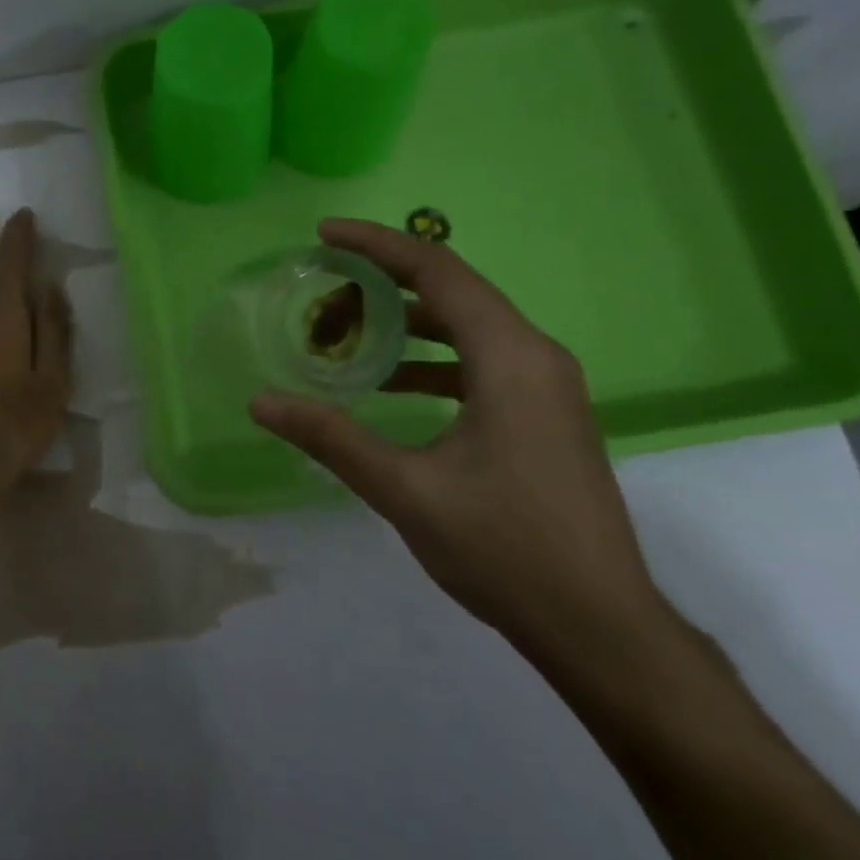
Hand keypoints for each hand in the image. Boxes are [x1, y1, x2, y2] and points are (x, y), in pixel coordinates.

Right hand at [250, 218, 666, 661]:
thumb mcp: (404, 489)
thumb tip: (261, 401)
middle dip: (383, 284)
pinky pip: (481, 361)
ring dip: (406, 325)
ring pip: (467, 327)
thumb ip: (330, 437)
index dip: (376, 245)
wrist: (598, 624)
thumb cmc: (504, 549)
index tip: (323, 236)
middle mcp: (536, 356)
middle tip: (323, 291)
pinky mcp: (545, 413)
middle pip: (452, 292)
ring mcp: (547, 386)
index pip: (437, 271)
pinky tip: (391, 386)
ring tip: (345, 335)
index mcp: (511, 358)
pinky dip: (431, 360)